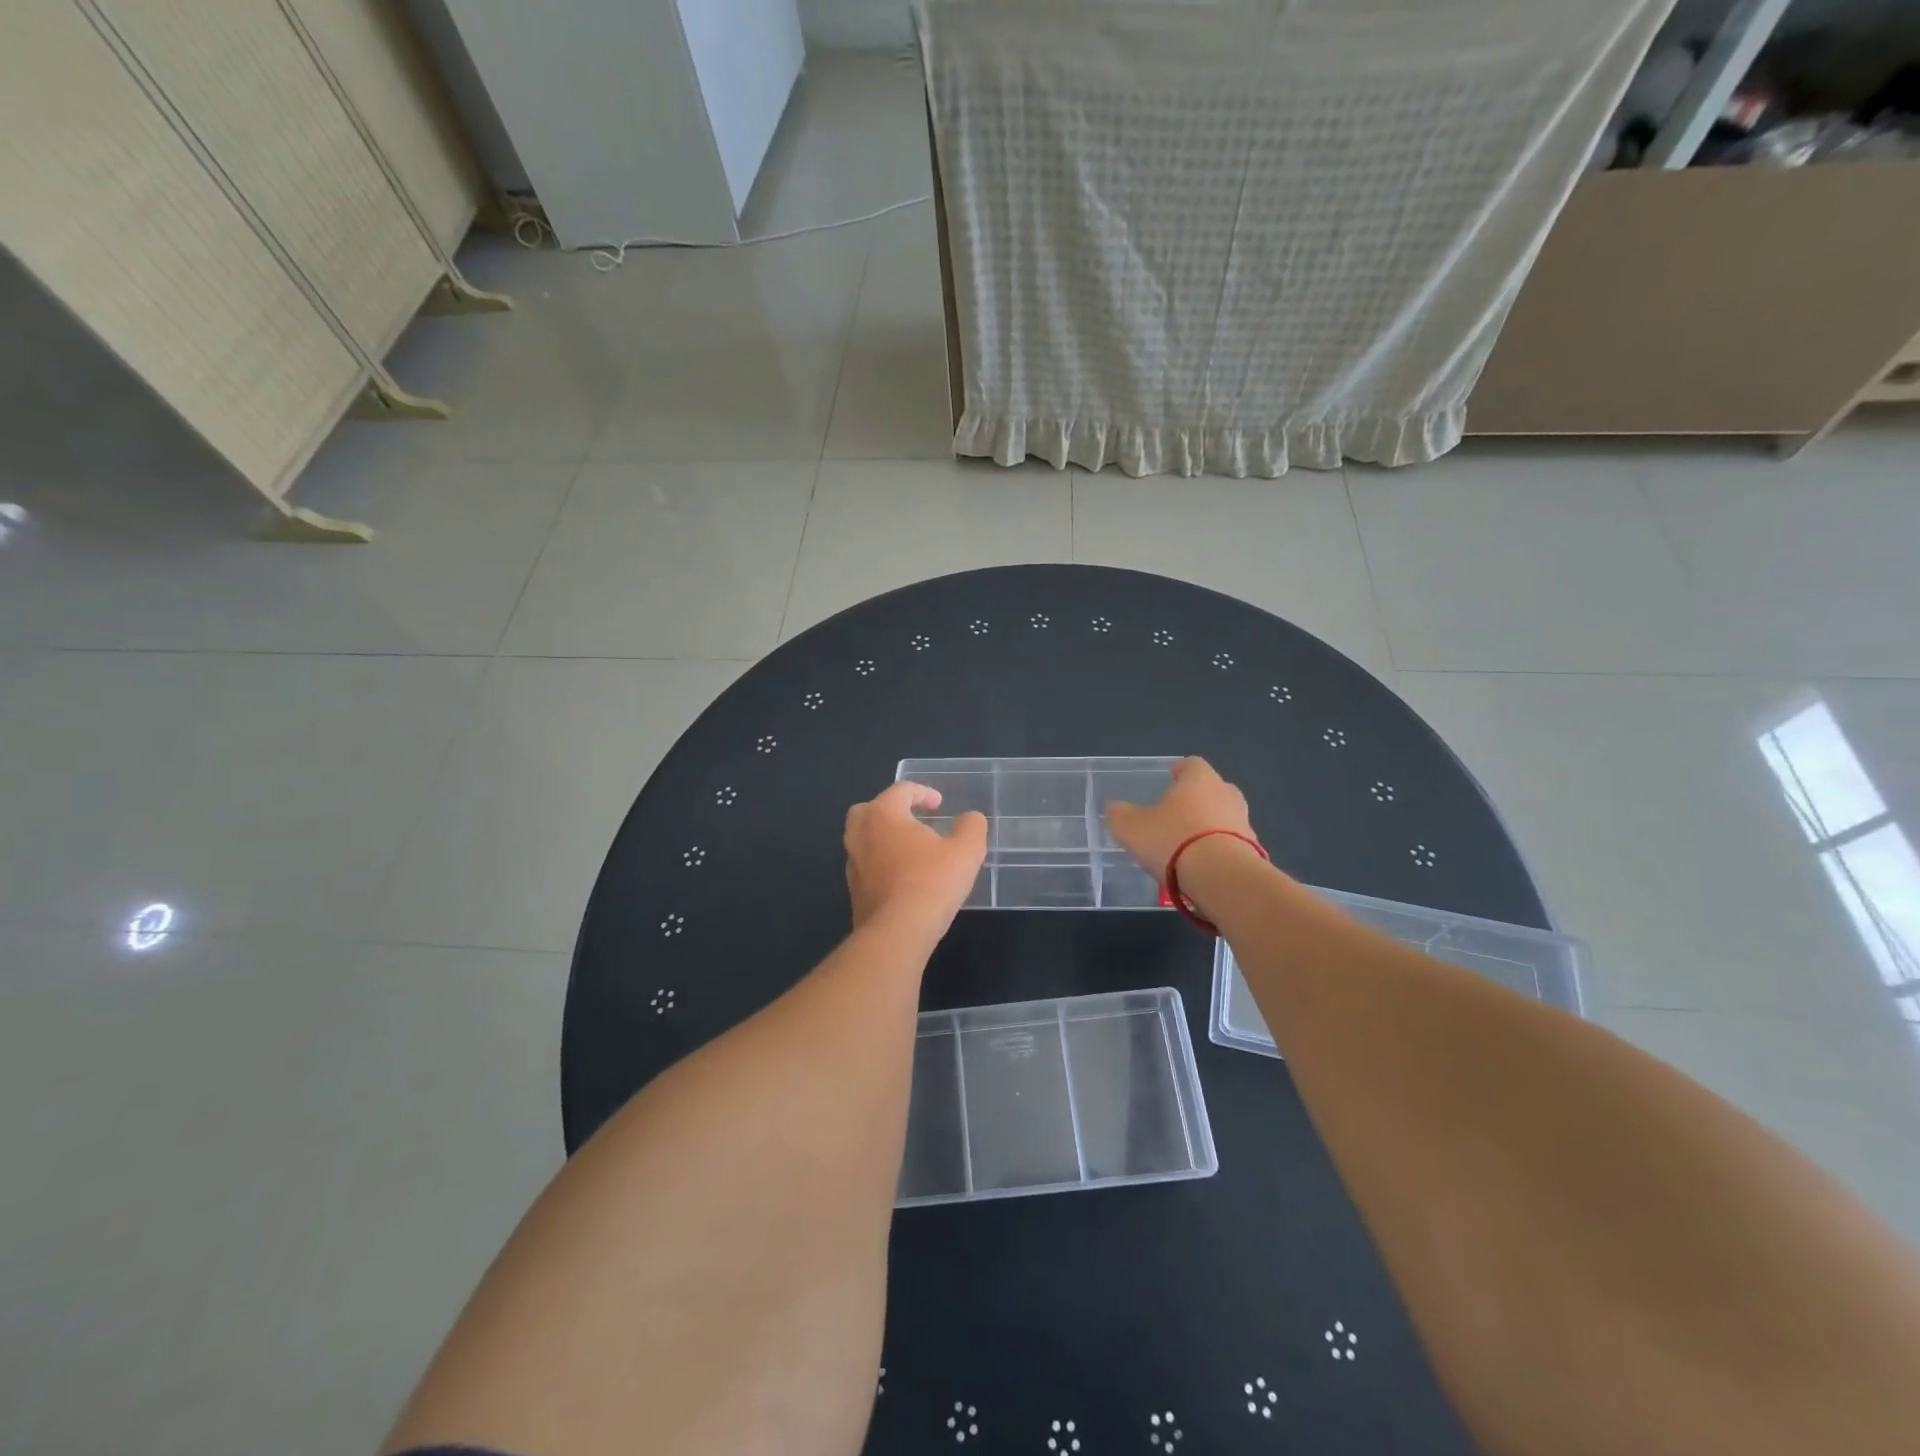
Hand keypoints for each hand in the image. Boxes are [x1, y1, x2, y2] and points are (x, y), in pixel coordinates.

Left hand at [844, 781, 987, 936]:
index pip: (900, 790)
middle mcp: (860, 833)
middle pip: (870, 810)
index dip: (923, 792)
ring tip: (912, 850)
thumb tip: (971, 818)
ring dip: (886, 838)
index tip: (939, 804)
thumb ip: (971, 827)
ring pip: (865, 839)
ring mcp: (852, 863)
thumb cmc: (932, 882)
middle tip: (914, 820)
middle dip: (891, 810)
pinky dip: (882, 863)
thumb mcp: (966, 851)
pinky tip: (904, 877)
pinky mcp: (853, 890)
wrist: (897, 932)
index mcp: (883, 814)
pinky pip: (867, 865)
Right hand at [1105, 756, 1256, 882]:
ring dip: (1208, 827)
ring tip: (1187, 847)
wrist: (1222, 878)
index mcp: (1200, 779)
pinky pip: (1232, 845)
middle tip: (1176, 815)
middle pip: (1212, 789)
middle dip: (1196, 799)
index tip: (1169, 778)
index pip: (1192, 764)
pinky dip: (1218, 851)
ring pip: (1224, 818)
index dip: (1180, 770)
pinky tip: (1201, 868)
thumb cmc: (1173, 840)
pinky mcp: (1254, 852)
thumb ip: (1120, 814)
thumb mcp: (1131, 827)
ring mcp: (1245, 823)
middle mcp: (1227, 794)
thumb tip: (1115, 809)